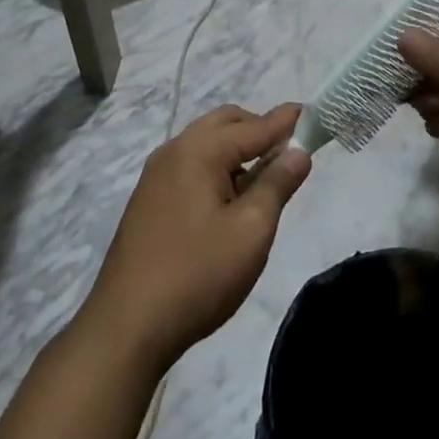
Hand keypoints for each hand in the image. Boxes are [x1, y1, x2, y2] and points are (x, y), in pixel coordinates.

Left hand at [80, 105, 311, 372]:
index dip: (286, 121)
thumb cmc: (197, 274)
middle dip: (259, 130)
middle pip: (225, 124)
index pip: (255, 126)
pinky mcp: (148, 200)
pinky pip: (191, 166)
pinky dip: (216, 169)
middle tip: (289, 154)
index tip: (312, 111)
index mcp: (200, 150)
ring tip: (263, 182)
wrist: (126, 327)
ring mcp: (156, 175)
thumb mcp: (251, 230)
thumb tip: (298, 150)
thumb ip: (277, 184)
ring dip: (237, 151)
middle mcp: (174, 150)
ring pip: (206, 144)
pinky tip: (228, 202)